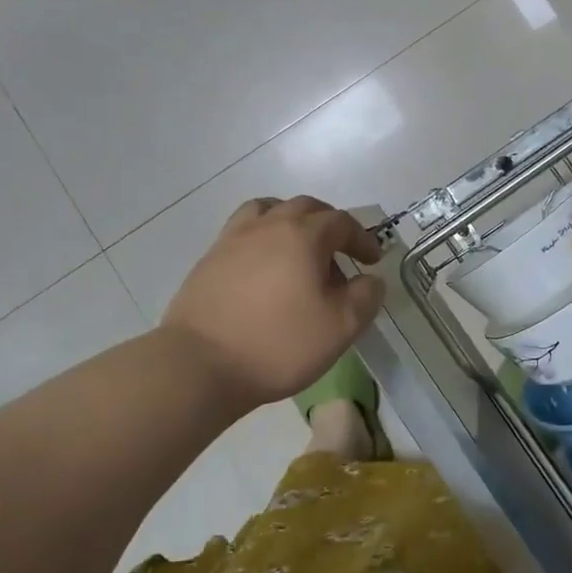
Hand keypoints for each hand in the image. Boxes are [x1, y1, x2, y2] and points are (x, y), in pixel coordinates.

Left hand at [162, 196, 385, 410]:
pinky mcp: (209, 259)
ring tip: (298, 249)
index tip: (372, 260)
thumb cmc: (278, 344)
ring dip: (290, 222)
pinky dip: (262, 239)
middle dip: (328, 224)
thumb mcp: (340, 327)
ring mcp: (233, 239)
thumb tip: (371, 279)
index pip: (342, 222)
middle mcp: (268, 225)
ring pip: (268, 211)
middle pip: (305, 207)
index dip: (362, 238)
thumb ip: (365, 297)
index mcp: (303, 234)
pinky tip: (264, 269)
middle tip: (339, 252)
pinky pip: (243, 232)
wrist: (199, 364)